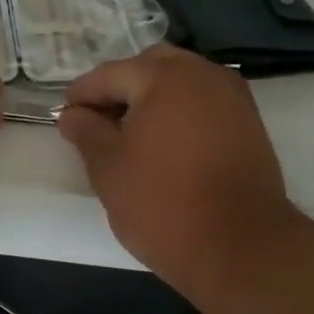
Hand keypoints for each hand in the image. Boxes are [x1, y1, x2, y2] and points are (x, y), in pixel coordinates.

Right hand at [56, 46, 301, 301]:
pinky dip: (180, 112)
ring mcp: (232, 97)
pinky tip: (164, 144)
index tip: (64, 117)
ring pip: (181, 82)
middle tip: (99, 122)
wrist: (240, 247)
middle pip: (150, 67)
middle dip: (121, 88)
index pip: (110, 74)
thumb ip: (86, 131)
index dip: (82, 95)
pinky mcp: (249, 123)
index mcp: (164, 77)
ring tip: (130, 135)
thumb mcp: (108, 167)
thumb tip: (73, 114)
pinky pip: (204, 102)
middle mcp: (203, 74)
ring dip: (152, 98)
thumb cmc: (162, 203)